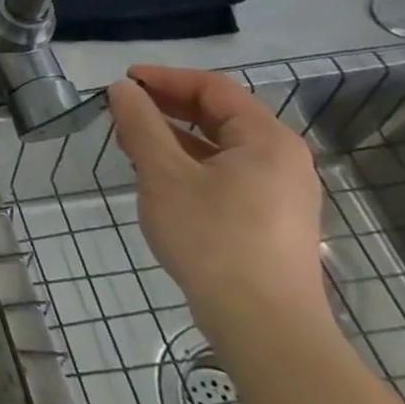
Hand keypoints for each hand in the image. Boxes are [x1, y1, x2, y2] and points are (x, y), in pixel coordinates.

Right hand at [106, 65, 331, 342]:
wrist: (264, 326)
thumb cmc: (212, 238)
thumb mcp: (164, 175)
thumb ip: (141, 125)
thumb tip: (122, 89)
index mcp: (266, 139)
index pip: (213, 88)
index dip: (165, 77)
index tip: (123, 80)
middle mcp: (282, 159)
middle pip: (220, 115)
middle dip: (167, 106)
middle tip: (122, 109)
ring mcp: (281, 192)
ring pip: (221, 146)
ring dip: (175, 136)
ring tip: (131, 142)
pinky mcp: (271, 220)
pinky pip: (226, 173)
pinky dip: (190, 163)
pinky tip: (159, 178)